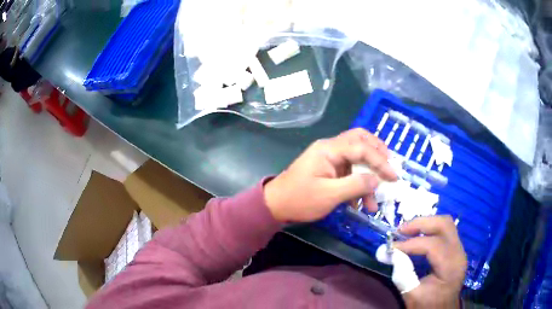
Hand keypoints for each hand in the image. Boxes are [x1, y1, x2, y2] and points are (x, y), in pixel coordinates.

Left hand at [264, 128, 396, 222]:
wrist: (275, 206)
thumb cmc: (300, 199)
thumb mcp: (330, 195)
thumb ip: (356, 185)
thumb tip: (377, 180)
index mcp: (329, 149)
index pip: (362, 147)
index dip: (381, 161)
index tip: (394, 177)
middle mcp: (331, 148)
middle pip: (360, 141)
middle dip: (378, 155)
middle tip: (389, 169)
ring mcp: (330, 158)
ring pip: (357, 158)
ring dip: (368, 177)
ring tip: (374, 202)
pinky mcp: (329, 169)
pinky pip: (349, 171)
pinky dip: (358, 184)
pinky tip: (360, 203)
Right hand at [395, 216, 466, 308]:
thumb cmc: (428, 305)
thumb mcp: (412, 295)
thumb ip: (402, 274)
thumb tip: (387, 253)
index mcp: (451, 267)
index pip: (433, 245)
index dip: (411, 244)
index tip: (391, 247)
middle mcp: (459, 253)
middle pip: (444, 225)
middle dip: (421, 224)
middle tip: (400, 230)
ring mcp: (459, 249)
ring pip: (445, 224)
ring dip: (425, 224)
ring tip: (407, 231)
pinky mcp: (456, 249)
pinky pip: (445, 231)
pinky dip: (429, 230)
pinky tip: (417, 236)